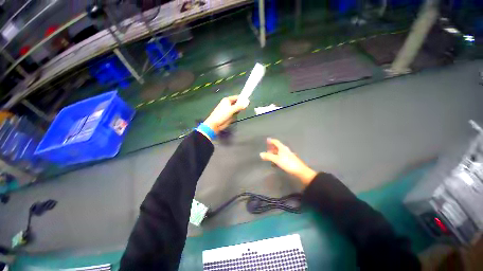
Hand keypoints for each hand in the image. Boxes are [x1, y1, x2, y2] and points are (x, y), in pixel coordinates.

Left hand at [204, 95, 246, 133]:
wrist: (215, 124)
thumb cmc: (221, 115)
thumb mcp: (231, 110)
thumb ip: (239, 106)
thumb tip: (247, 102)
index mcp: (227, 100)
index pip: (237, 97)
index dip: (242, 98)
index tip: (248, 101)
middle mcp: (228, 104)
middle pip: (237, 102)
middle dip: (241, 104)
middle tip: (246, 106)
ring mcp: (229, 109)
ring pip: (237, 108)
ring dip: (239, 109)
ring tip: (242, 110)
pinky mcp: (229, 114)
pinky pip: (235, 112)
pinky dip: (237, 113)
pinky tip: (237, 114)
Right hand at [260, 138, 316, 184]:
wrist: (299, 170)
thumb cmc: (287, 163)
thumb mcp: (276, 159)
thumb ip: (268, 156)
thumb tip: (260, 154)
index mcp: (282, 148)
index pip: (276, 142)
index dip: (271, 141)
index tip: (266, 140)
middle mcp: (285, 150)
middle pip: (277, 147)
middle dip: (271, 148)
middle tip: (266, 150)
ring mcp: (287, 155)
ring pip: (279, 152)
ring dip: (273, 153)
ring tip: (269, 157)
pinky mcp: (289, 159)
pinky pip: (280, 156)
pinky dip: (276, 157)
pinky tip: (275, 161)